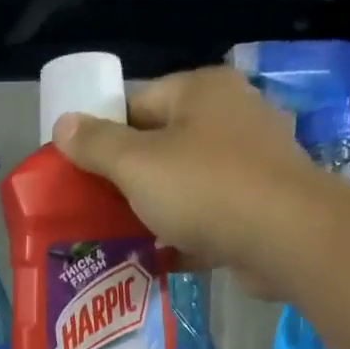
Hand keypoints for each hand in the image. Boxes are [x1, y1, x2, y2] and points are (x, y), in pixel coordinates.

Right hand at [52, 66, 319, 293]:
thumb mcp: (136, 164)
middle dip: (128, 178)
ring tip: (123, 237)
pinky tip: (161, 256)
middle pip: (162, 144)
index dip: (104, 136)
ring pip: (187, 183)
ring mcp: (253, 162)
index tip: (83, 173)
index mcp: (202, 91)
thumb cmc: (205, 189)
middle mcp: (232, 116)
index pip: (137, 102)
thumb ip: (96, 144)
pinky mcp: (262, 204)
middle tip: (97, 209)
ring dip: (156, 209)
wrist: (286, 238)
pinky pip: (211, 216)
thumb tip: (63, 123)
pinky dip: (186, 234)